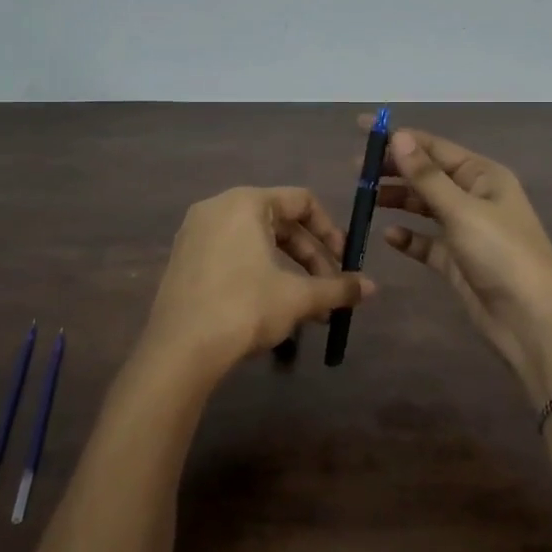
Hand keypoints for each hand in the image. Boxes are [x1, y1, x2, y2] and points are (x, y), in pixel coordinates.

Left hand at [137, 186, 375, 391]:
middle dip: (310, 258)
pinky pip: (232, 255)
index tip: (344, 262)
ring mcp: (195, 233)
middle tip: (329, 290)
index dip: (330, 230)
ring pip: (256, 242)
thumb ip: (337, 287)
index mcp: (246, 202)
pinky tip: (272, 309)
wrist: (180, 350)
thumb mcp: (297, 297)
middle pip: (279, 222)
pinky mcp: (184, 260)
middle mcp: (218, 208)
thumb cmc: (244, 308)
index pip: (302, 201)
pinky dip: (258, 274)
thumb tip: (372, 287)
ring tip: (308, 308)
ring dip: (288, 271)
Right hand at [367, 120, 551, 405]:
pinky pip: (426, 242)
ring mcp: (466, 230)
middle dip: (394, 169)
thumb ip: (426, 176)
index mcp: (484, 176)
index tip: (362, 129)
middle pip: (428, 175)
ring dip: (397, 200)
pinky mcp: (457, 261)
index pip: (435, 147)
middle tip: (355, 169)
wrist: (531, 320)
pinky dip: (408, 237)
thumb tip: (398, 136)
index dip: (399, 137)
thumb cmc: (501, 254)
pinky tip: (388, 236)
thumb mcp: (462, 210)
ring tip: (364, 198)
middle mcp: (475, 197)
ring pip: (425, 206)